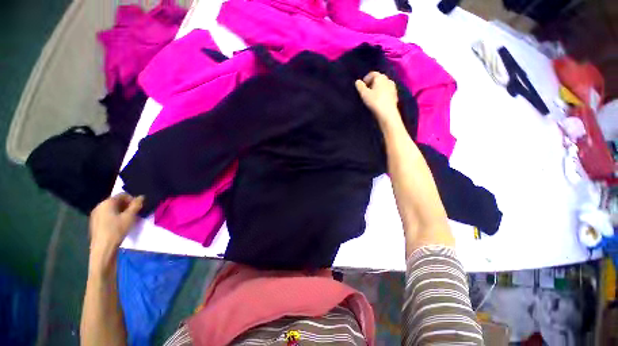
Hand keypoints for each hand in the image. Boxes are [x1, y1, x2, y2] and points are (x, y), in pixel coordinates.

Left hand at [89, 194, 142, 269]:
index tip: (139, 208)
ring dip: (121, 211)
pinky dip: (114, 217)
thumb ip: (136, 205)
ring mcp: (95, 215)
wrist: (102, 248)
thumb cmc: (117, 230)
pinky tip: (119, 225)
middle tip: (135, 213)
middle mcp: (99, 206)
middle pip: (116, 201)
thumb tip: (141, 197)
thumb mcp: (130, 217)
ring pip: (111, 209)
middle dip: (127, 206)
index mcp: (107, 202)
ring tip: (128, 220)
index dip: (132, 199)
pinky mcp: (95, 223)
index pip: (122, 195)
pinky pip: (107, 215)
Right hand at [355, 72, 400, 126]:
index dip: (366, 78)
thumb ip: (360, 87)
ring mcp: (393, 87)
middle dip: (372, 83)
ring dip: (378, 88)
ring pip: (384, 85)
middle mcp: (388, 79)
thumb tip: (357, 82)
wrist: (387, 112)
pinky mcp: (395, 95)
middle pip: (379, 79)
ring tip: (372, 96)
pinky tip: (379, 100)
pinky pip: (387, 91)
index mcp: (380, 77)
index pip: (372, 74)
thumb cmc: (375, 101)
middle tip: (366, 91)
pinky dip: (382, 93)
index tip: (362, 86)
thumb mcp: (364, 94)